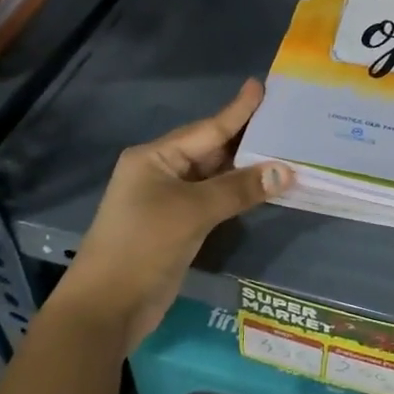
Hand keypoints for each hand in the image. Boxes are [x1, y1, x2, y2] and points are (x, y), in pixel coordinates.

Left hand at [55, 80, 292, 353]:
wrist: (107, 307)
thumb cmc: (143, 246)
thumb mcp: (192, 212)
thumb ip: (239, 189)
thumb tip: (285, 171)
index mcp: (154, 158)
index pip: (206, 129)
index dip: (237, 110)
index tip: (260, 86)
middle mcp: (161, 172)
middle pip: (211, 150)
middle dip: (247, 138)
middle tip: (285, 119)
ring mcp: (168, 201)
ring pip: (214, 177)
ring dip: (246, 169)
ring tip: (284, 150)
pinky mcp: (178, 226)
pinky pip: (214, 200)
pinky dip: (237, 194)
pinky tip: (263, 188)